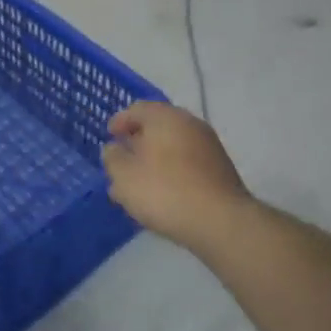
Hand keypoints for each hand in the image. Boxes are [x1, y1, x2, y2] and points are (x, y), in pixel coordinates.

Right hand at [102, 102, 250, 251]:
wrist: (220, 222)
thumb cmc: (164, 191)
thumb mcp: (123, 175)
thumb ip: (113, 158)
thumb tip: (114, 148)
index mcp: (165, 117)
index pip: (137, 109)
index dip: (119, 121)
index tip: (109, 137)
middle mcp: (190, 124)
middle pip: (157, 127)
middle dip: (137, 143)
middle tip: (122, 160)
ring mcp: (209, 146)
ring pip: (172, 147)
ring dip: (154, 160)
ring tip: (138, 184)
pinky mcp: (220, 170)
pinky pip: (187, 164)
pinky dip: (171, 172)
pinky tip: (161, 194)